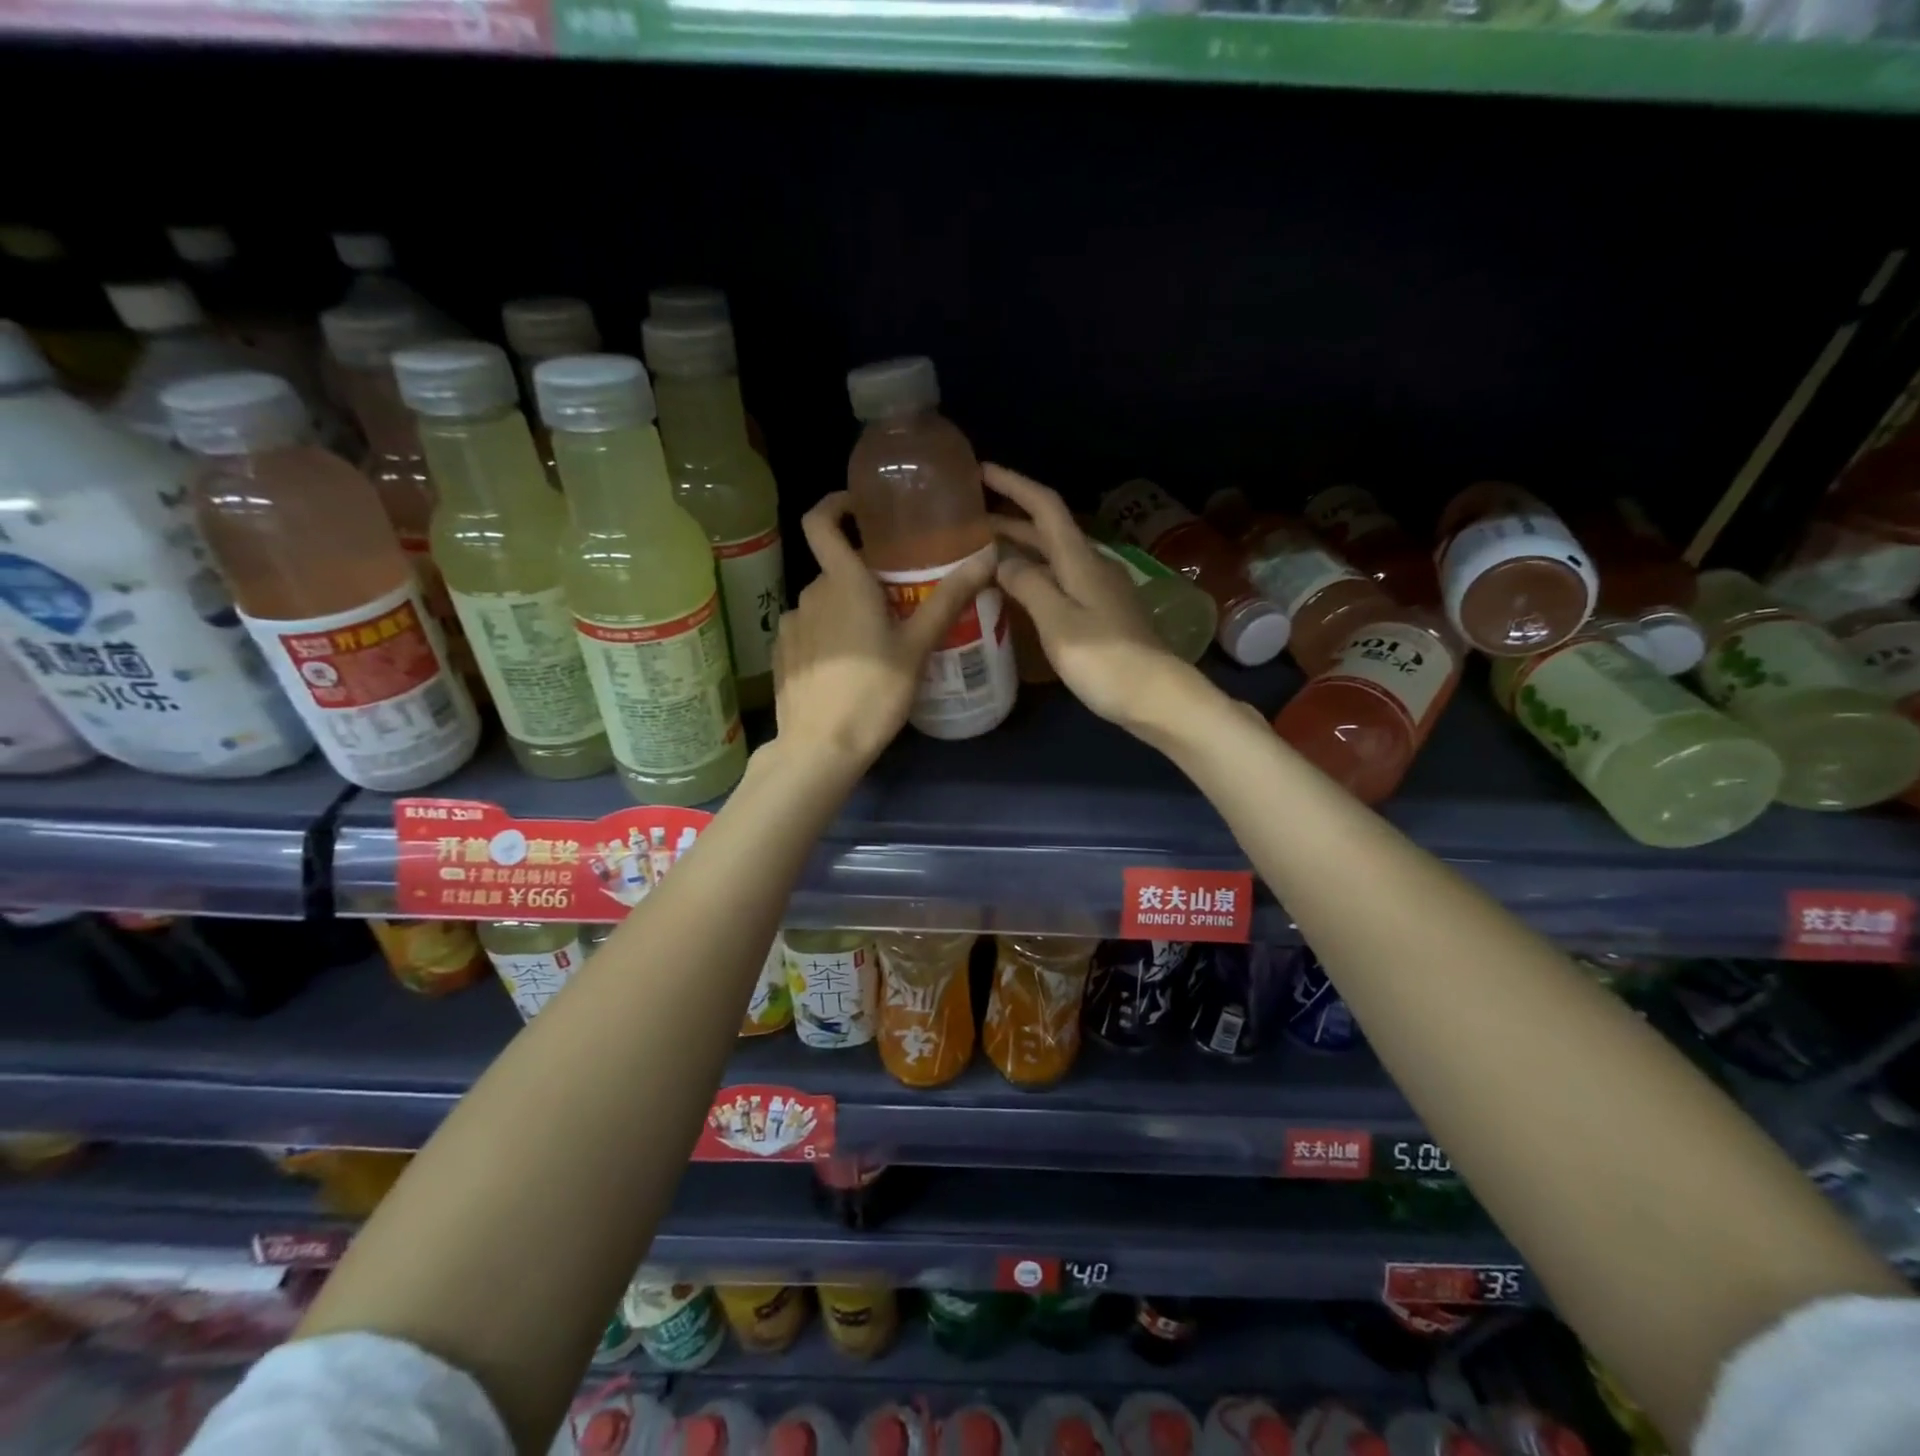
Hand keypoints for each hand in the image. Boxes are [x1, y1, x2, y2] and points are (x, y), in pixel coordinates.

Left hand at [772, 491, 997, 769]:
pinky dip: (827, 635)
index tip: (860, 508)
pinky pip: (808, 629)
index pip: (821, 521)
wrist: (821, 748)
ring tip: (876, 642)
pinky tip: (847, 668)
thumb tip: (987, 557)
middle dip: (864, 577)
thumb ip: (948, 599)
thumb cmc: (874, 693)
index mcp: (843, 583)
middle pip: (836, 569)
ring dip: (846, 610)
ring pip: (824, 603)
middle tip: (898, 601)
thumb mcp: (917, 647)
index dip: (836, 504)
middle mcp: (810, 594)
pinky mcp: (782, 654)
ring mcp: (791, 625)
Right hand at [982, 464, 1191, 730]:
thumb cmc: (1104, 659)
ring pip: (1054, 558)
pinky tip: (1019, 593)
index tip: (982, 471)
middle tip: (970, 521)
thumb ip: (1028, 586)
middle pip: (1048, 531)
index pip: (1045, 507)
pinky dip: (1035, 576)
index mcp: (1080, 560)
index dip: (1014, 485)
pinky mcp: (1103, 615)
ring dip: (1021, 549)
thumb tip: (1002, 561)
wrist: (1156, 697)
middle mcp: (1092, 566)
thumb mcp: (1058, 621)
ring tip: (985, 554)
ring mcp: (1100, 591)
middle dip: (1010, 520)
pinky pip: (1061, 582)